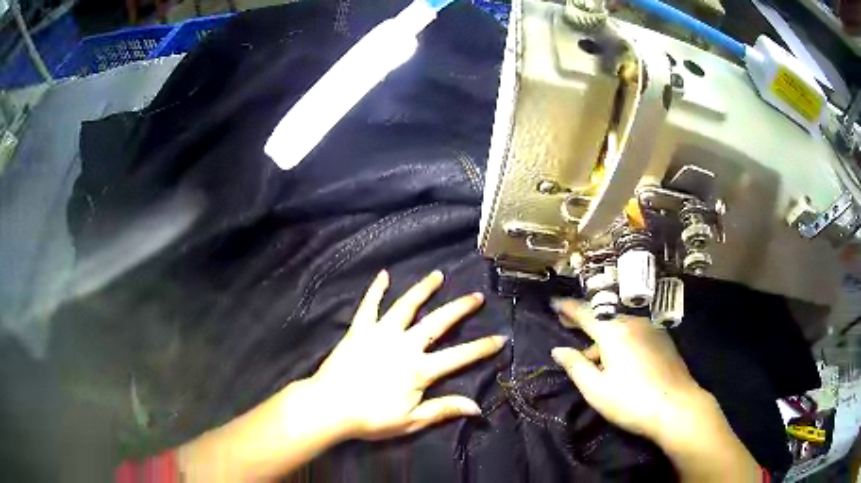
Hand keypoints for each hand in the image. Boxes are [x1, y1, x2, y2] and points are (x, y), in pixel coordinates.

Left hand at [309, 269, 506, 439]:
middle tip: (476, 296)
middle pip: (438, 322)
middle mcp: (404, 345)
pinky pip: (369, 306)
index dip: (483, 347)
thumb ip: (444, 410)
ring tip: (438, 275)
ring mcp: (380, 334)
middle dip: (460, 308)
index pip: (460, 356)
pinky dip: (376, 289)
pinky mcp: (359, 330)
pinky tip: (384, 275)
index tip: (501, 338)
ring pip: (406, 306)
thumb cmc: (371, 417)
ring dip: (424, 289)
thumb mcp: (412, 420)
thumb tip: (477, 407)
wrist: (329, 407)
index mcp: (419, 369)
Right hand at [549, 298, 705, 441]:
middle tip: (568, 325)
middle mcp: (633, 323)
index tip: (554, 302)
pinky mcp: (663, 338)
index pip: (585, 313)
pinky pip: (635, 333)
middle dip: (585, 322)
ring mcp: (651, 329)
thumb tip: (558, 350)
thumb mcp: (596, 389)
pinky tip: (621, 360)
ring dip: (604, 337)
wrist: (677, 407)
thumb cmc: (631, 401)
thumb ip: (576, 366)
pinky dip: (622, 340)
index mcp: (613, 332)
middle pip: (604, 319)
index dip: (568, 308)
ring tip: (596, 360)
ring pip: (620, 327)